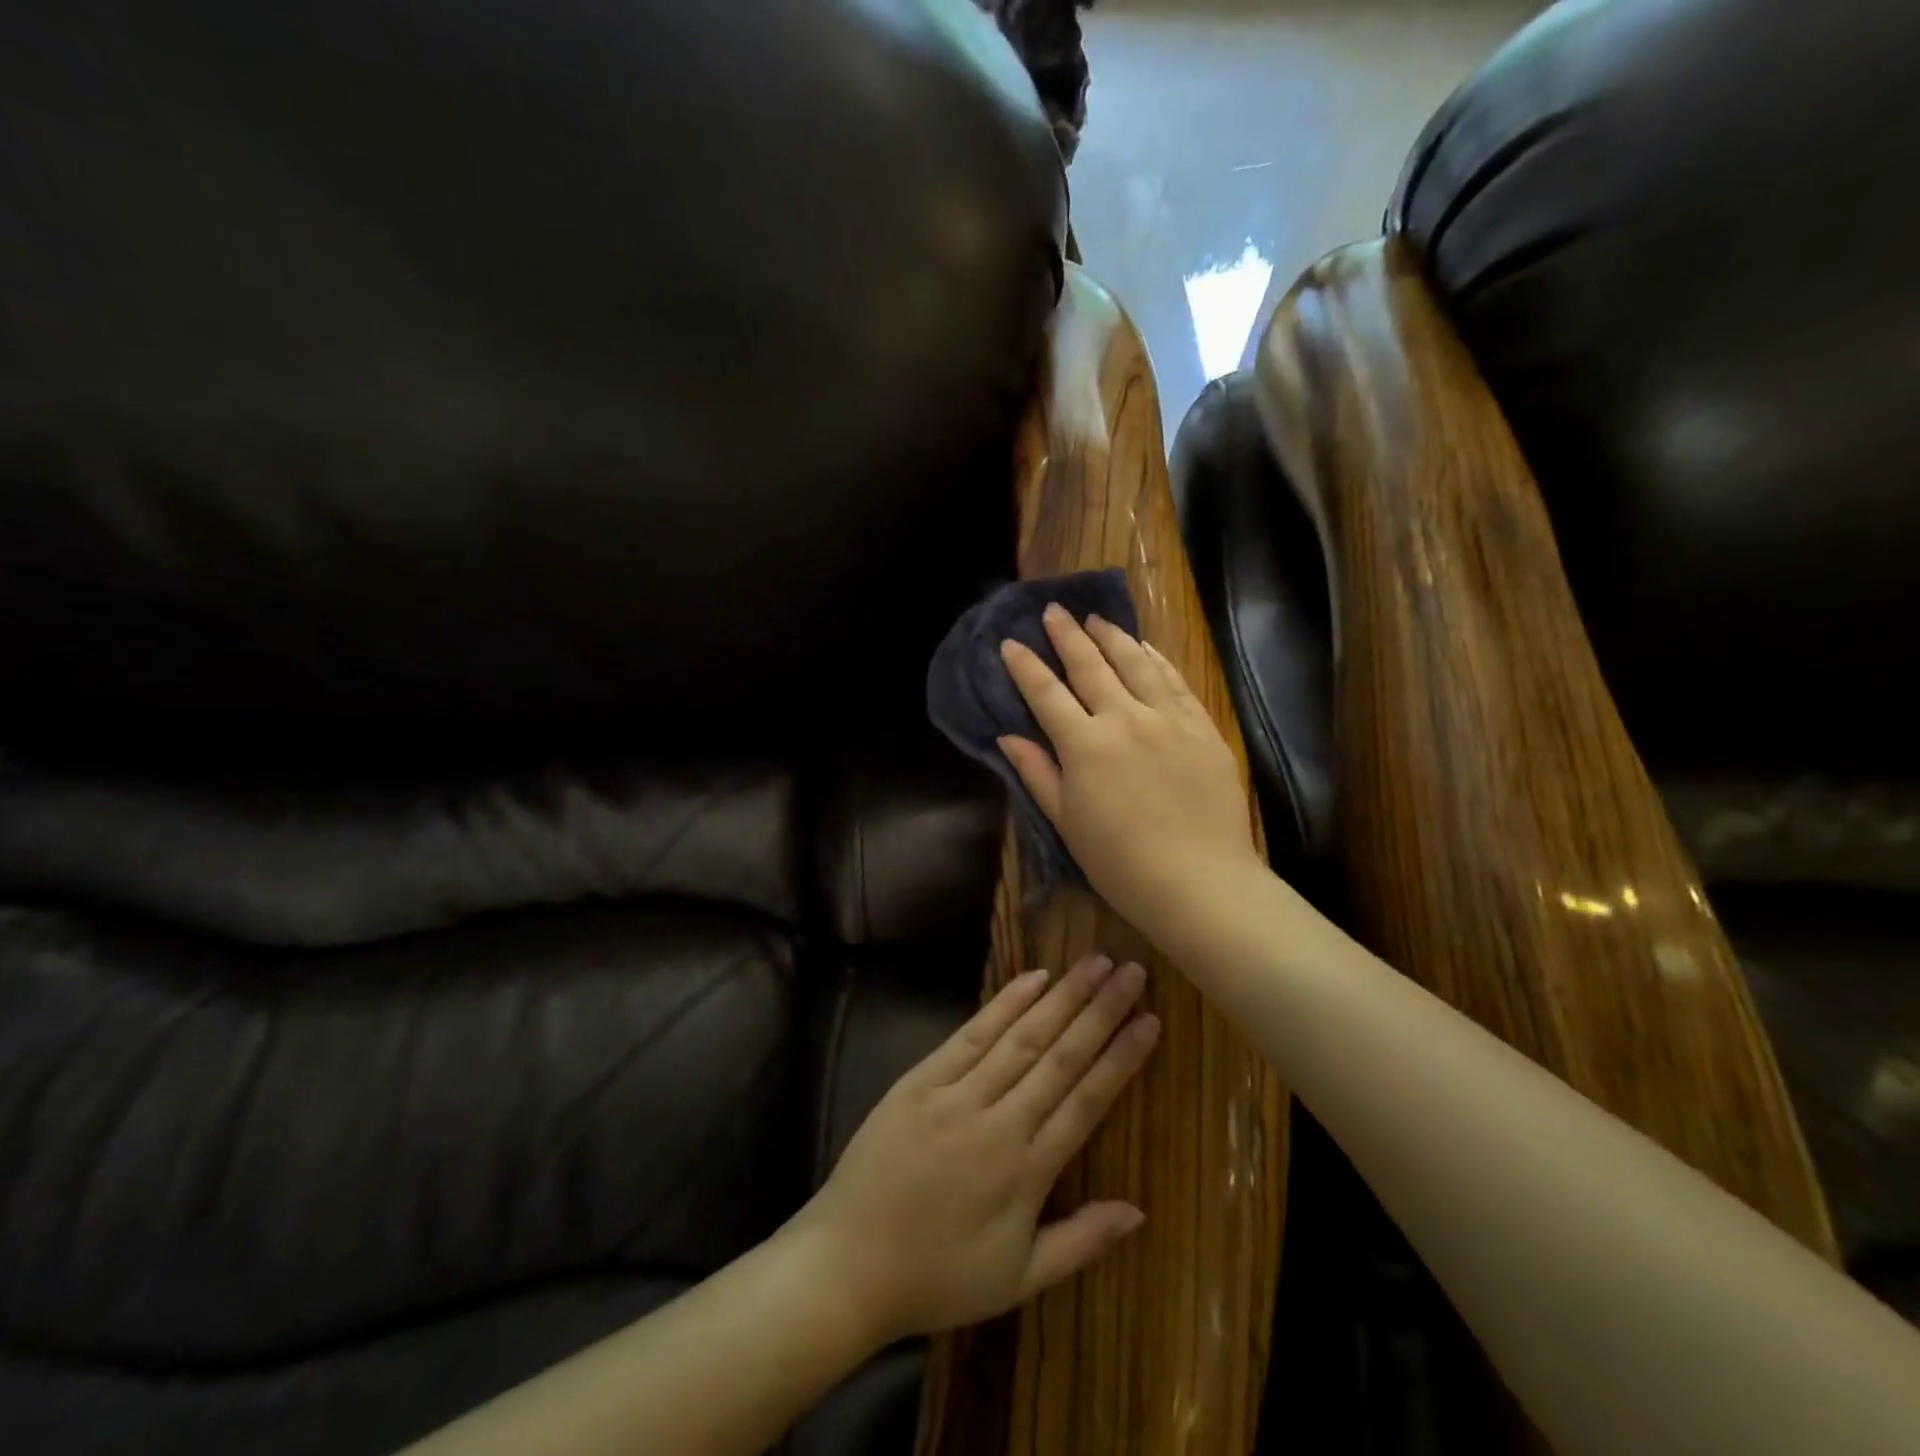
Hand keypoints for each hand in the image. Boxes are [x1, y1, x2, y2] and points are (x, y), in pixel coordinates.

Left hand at [794, 955, 1158, 1346]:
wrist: (847, 1264)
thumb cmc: (937, 1277)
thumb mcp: (1017, 1280)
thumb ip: (1080, 1242)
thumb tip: (1139, 1210)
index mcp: (1027, 1172)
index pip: (1087, 1101)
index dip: (1121, 1058)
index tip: (1151, 1020)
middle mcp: (999, 1122)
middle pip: (1060, 1057)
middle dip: (1100, 1012)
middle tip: (1132, 971)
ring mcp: (957, 1095)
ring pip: (1021, 1037)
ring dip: (1061, 997)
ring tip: (1094, 963)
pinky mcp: (921, 1079)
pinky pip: (970, 1034)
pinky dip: (1004, 1004)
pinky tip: (1033, 979)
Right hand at [997, 606, 1260, 929]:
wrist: (1200, 881)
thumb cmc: (1121, 862)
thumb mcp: (1067, 822)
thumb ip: (1038, 773)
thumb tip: (1008, 736)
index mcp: (1085, 745)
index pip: (1047, 694)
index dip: (1025, 666)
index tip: (1010, 643)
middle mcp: (1125, 718)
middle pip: (1091, 666)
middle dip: (1067, 635)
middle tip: (1053, 610)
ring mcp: (1168, 718)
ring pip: (1135, 663)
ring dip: (1111, 637)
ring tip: (1096, 618)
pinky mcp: (1201, 726)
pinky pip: (1175, 681)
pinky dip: (1156, 658)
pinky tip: (1145, 647)